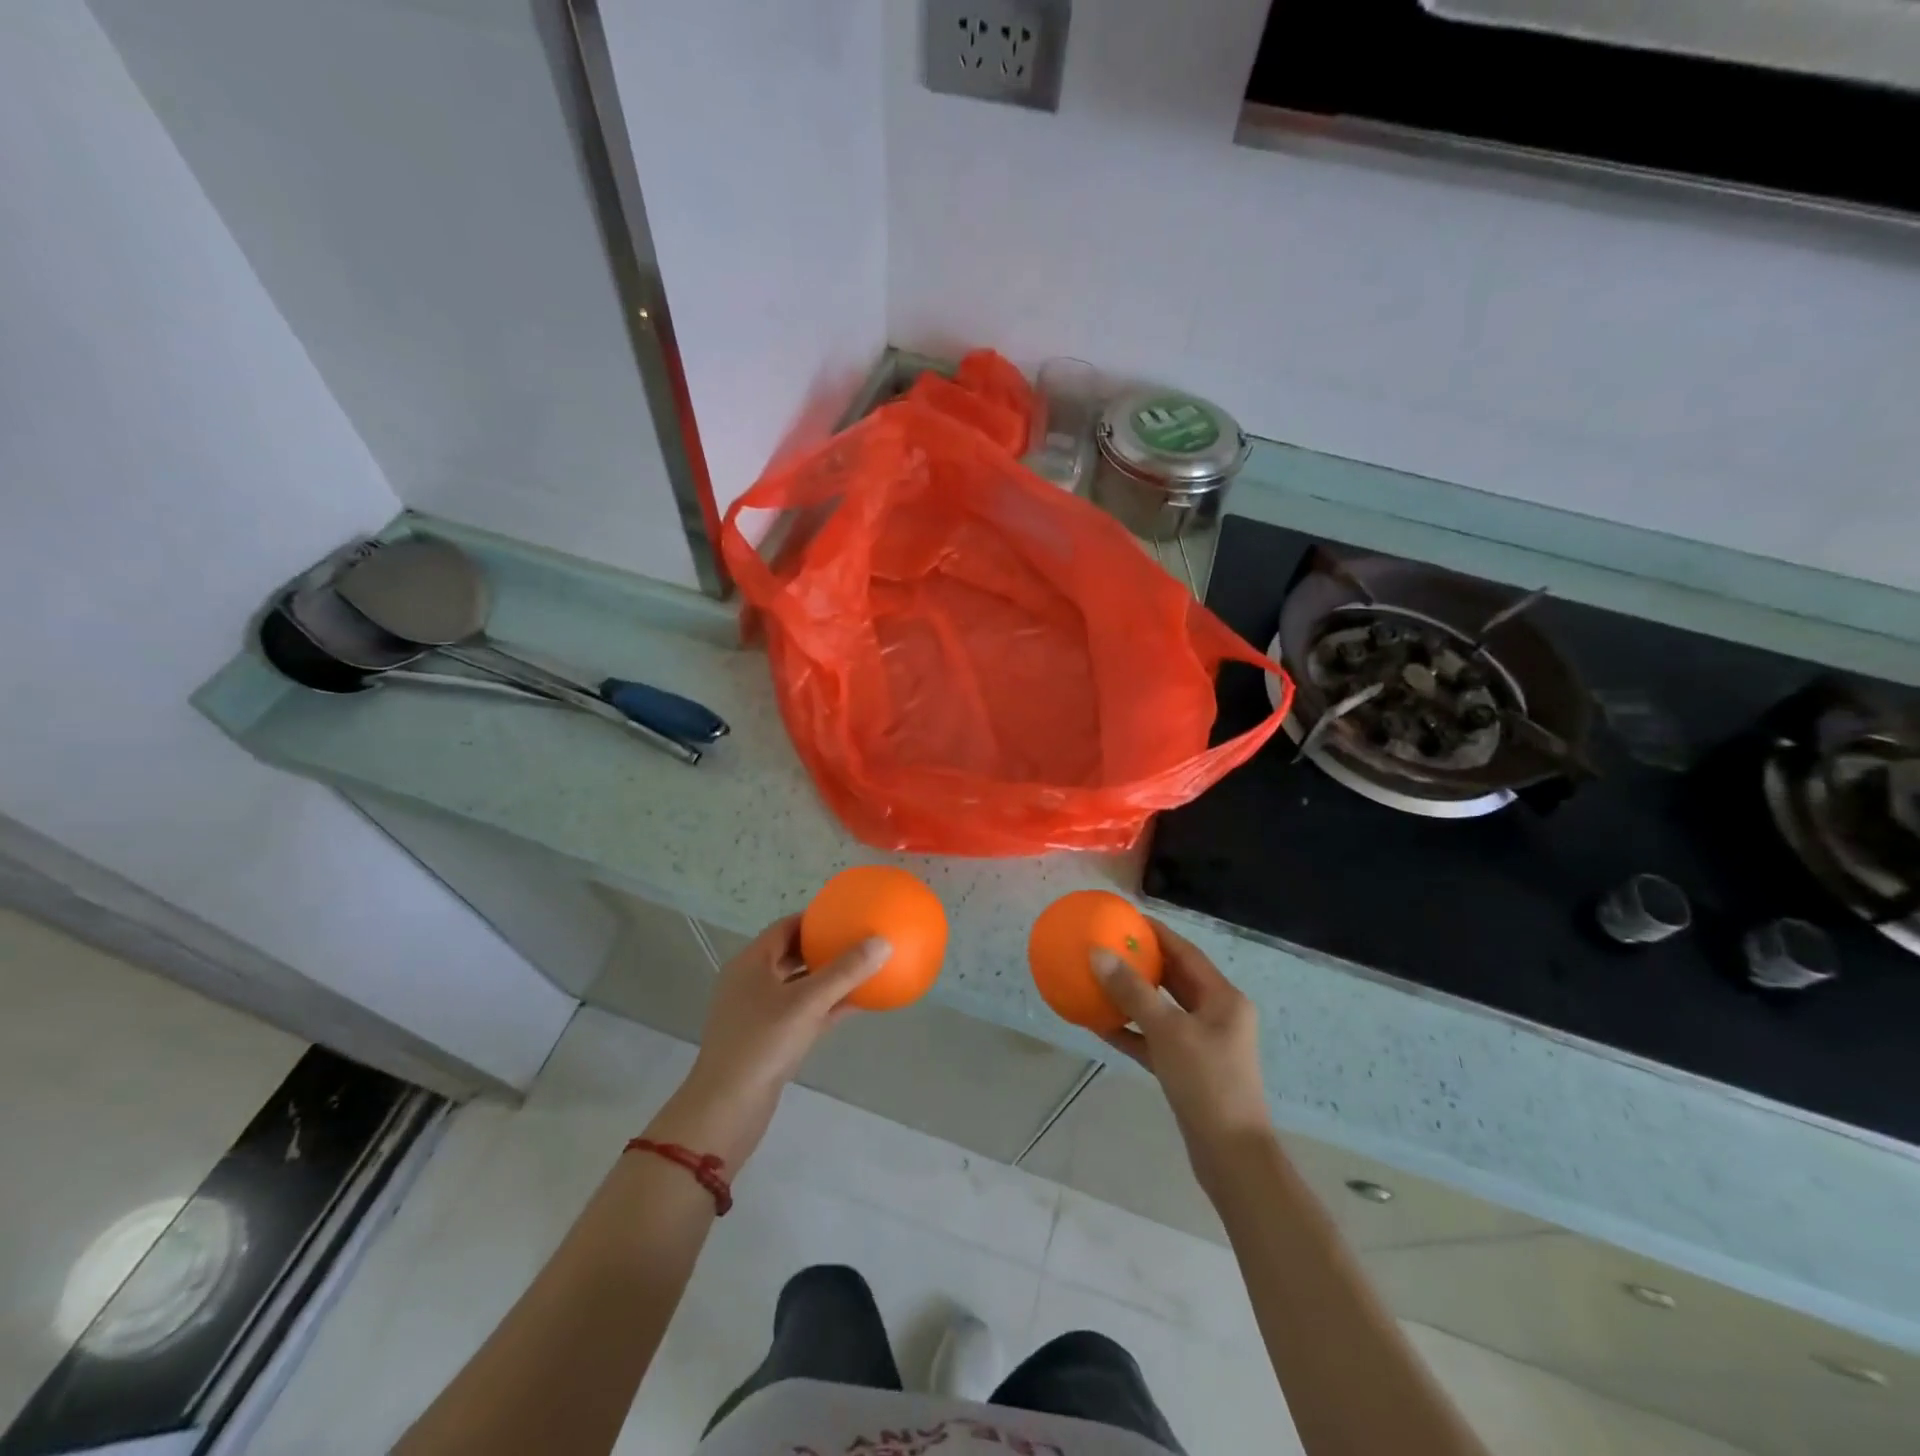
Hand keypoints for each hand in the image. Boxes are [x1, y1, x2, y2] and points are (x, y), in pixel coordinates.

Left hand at [646, 917, 888, 1167]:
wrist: (727, 1109)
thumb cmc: (762, 1043)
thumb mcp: (807, 1002)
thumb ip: (845, 972)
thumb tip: (882, 941)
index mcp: (752, 963)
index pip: (785, 927)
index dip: (815, 918)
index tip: (846, 914)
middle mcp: (752, 982)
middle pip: (792, 955)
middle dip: (824, 947)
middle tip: (858, 939)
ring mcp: (758, 1013)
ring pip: (799, 986)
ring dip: (828, 978)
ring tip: (863, 968)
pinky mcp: (769, 1041)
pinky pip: (803, 1013)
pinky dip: (827, 1006)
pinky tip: (858, 1005)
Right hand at [1093, 917, 1273, 1190]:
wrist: (1231, 1157)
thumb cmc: (1207, 1083)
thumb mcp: (1168, 1032)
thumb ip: (1132, 992)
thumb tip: (1098, 954)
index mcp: (1223, 999)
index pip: (1186, 952)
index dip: (1157, 933)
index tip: (1126, 918)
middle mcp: (1216, 1015)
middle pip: (1174, 978)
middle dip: (1142, 962)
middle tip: (1107, 945)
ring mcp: (1202, 1044)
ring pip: (1162, 1010)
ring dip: (1132, 997)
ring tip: (1098, 978)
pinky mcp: (1187, 1069)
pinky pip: (1155, 1039)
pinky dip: (1131, 1031)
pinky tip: (1099, 1024)